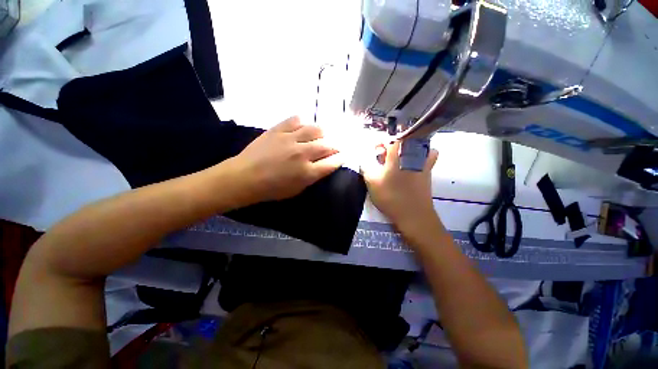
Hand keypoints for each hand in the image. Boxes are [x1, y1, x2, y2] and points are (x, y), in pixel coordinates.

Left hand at [229, 116, 342, 203]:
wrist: (245, 177)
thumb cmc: (272, 189)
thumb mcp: (297, 190)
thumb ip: (312, 177)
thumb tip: (323, 165)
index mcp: (307, 173)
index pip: (333, 162)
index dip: (341, 158)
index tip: (343, 155)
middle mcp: (303, 154)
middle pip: (328, 145)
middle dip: (336, 145)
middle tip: (335, 146)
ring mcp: (290, 139)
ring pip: (316, 129)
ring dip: (323, 133)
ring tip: (321, 136)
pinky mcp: (278, 130)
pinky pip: (296, 119)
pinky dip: (303, 122)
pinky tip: (302, 127)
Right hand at [362, 141, 438, 231]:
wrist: (414, 215)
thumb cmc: (391, 196)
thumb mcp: (372, 182)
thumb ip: (366, 168)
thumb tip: (364, 161)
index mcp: (398, 153)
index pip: (391, 137)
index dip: (380, 142)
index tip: (374, 151)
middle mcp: (413, 153)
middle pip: (403, 140)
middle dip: (391, 146)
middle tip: (382, 158)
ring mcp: (424, 162)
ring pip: (416, 146)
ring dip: (405, 149)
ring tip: (397, 160)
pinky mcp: (428, 171)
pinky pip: (427, 156)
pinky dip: (420, 156)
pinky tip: (411, 165)